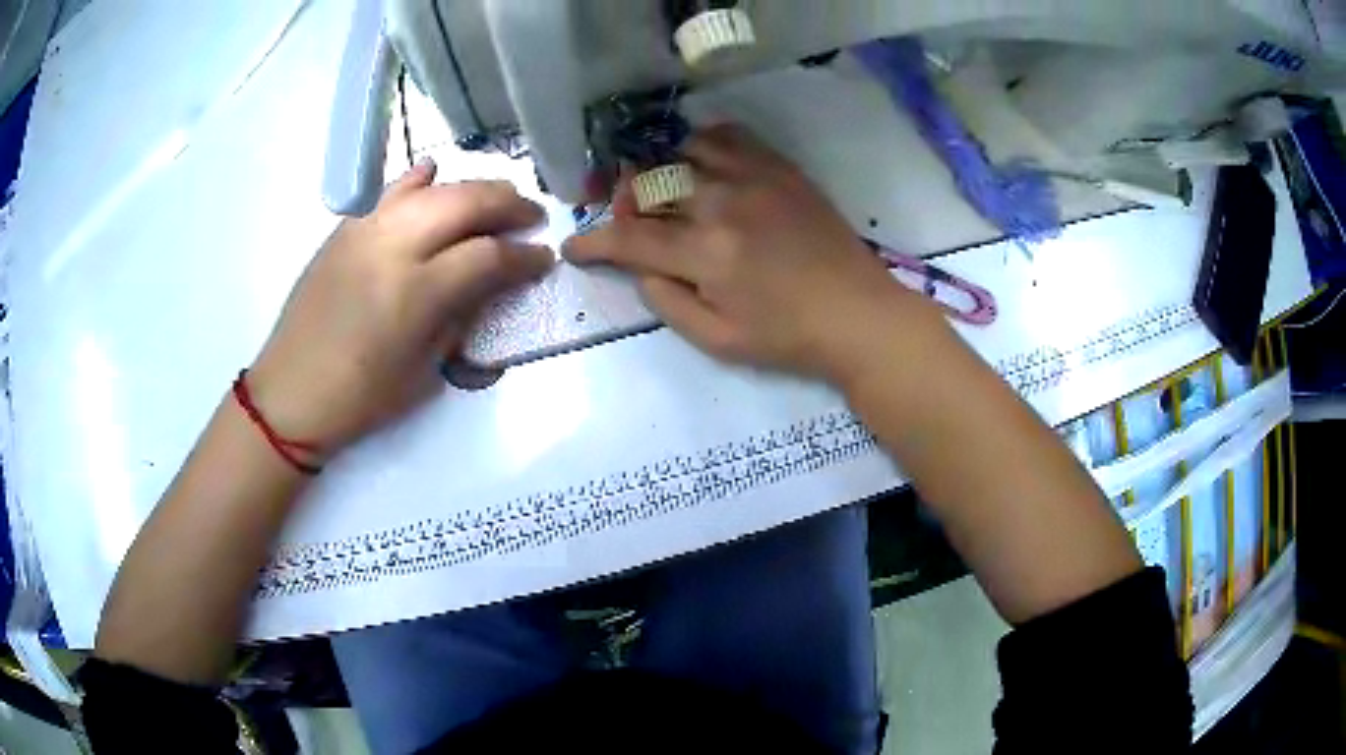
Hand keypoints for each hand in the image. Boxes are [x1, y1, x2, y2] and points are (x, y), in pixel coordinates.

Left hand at [248, 161, 552, 454]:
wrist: (290, 392)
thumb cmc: (360, 398)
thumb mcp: (423, 372)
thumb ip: (459, 319)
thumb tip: (489, 286)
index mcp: (416, 293)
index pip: (488, 256)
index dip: (524, 257)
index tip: (545, 260)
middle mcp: (393, 247)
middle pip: (465, 203)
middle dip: (508, 205)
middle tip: (531, 218)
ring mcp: (365, 231)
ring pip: (431, 189)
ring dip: (472, 188)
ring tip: (494, 198)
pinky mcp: (345, 230)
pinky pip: (388, 192)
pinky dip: (417, 180)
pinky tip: (433, 176)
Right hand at [564, 125, 929, 381]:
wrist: (859, 314)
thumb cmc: (788, 338)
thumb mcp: (719, 341)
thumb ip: (668, 303)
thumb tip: (641, 269)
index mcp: (706, 255)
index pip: (629, 239)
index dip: (593, 243)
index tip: (575, 246)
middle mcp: (723, 204)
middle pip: (649, 183)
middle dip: (622, 200)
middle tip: (624, 220)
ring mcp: (754, 178)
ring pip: (682, 151)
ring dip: (660, 169)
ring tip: (663, 190)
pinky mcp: (780, 168)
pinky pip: (730, 135)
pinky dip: (703, 143)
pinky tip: (702, 163)